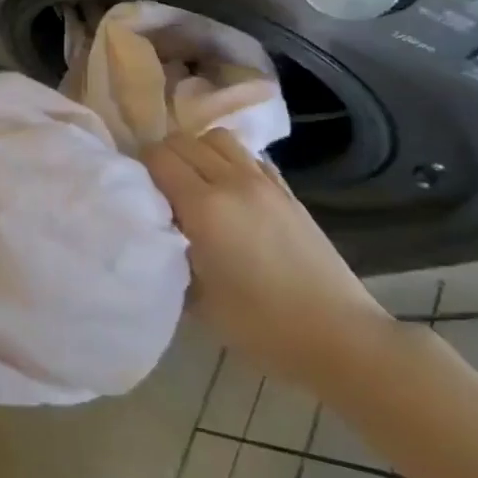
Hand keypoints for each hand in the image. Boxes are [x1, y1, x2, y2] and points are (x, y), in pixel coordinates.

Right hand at [144, 131, 390, 390]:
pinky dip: (230, 162)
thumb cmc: (263, 327)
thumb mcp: (198, 301)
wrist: (341, 338)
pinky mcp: (289, 193)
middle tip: (159, 190)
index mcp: (205, 207)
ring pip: (218, 139)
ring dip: (198, 152)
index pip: (158, 157)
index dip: (140, 168)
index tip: (136, 192)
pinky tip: (230, 193)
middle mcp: (232, 182)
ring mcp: (265, 184)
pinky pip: (250, 157)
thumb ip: (171, 255)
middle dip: (164, 157)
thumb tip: (158, 233)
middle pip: (184, 141)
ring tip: (194, 184)